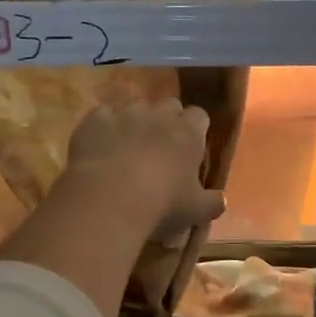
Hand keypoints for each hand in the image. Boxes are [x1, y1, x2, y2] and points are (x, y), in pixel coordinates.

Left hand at [64, 99, 225, 242]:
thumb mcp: (196, 211)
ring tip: (129, 148)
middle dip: (167, 121)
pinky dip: (104, 128)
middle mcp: (159, 115)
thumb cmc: (162, 204)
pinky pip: (102, 116)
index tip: (192, 148)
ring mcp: (124, 114)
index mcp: (188, 133)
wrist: (109, 199)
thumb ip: (212, 202)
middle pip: (169, 105)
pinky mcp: (94, 121)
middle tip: (162, 148)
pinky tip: (101, 147)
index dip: (196, 130)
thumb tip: (221, 200)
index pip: (200, 116)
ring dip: (136, 122)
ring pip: (135, 107)